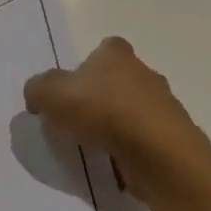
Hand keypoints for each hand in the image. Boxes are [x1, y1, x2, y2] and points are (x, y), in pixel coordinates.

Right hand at [23, 37, 210, 208]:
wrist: (158, 153)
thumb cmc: (103, 111)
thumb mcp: (51, 94)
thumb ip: (38, 89)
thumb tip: (38, 96)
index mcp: (117, 54)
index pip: (104, 48)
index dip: (87, 65)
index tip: (73, 88)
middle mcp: (145, 73)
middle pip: (119, 79)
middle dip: (102, 95)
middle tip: (77, 118)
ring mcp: (163, 105)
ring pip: (133, 109)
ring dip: (117, 124)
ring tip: (94, 145)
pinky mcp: (172, 137)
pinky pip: (144, 138)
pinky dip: (130, 148)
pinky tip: (115, 162)